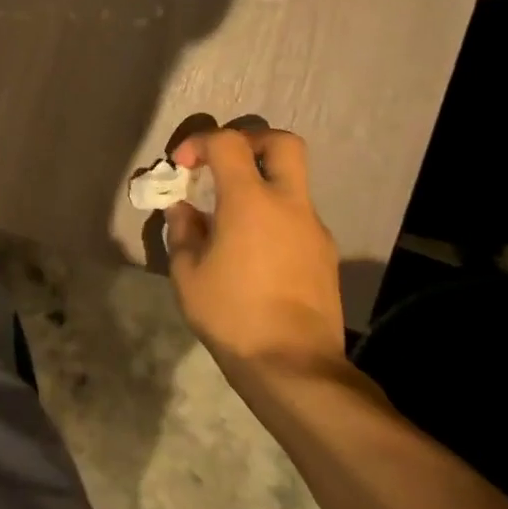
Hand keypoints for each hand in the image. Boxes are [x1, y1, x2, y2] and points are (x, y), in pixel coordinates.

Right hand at [165, 125, 346, 378]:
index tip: (182, 168)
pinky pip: (297, 216)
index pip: (229, 142)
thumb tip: (183, 210)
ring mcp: (313, 228)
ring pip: (293, 181)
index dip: (200, 142)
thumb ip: (183, 231)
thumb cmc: (232, 314)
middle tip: (223, 164)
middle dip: (250, 142)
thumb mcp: (187, 273)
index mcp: (250, 201)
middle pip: (282, 142)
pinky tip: (253, 251)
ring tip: (231, 217)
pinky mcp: (325, 254)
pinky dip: (274, 216)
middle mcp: (289, 204)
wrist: (294, 367)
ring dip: (262, 183)